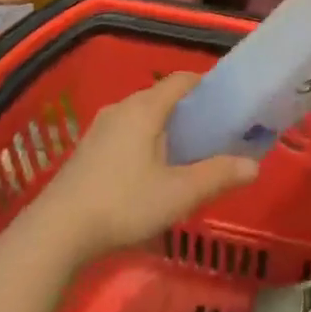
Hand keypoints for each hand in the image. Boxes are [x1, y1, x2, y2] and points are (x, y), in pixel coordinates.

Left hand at [38, 72, 258, 261]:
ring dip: (165, 128)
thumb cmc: (123, 203)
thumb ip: (217, 176)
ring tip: (185, 155)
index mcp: (145, 107)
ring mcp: (100, 127)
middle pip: (162, 97)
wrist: (56, 232)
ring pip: (142, 116)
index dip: (206, 85)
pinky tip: (150, 172)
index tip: (227, 101)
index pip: (181, 80)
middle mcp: (122, 107)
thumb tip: (254, 165)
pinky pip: (125, 132)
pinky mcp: (87, 150)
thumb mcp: (178, 194)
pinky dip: (145, 141)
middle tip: (213, 133)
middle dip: (188, 110)